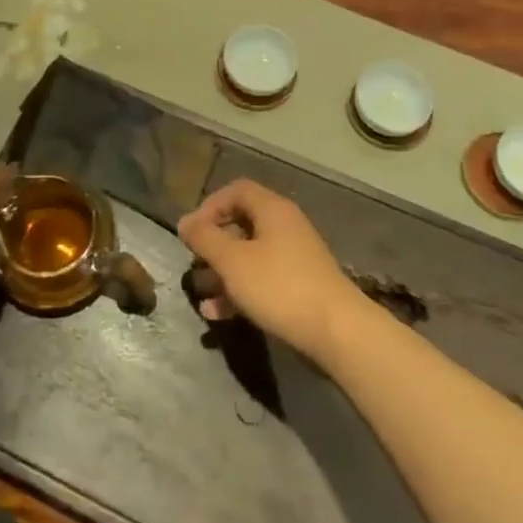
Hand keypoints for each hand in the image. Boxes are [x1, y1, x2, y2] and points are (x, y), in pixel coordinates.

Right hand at [176, 179, 366, 363]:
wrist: (336, 332)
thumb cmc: (279, 287)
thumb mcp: (233, 261)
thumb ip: (205, 239)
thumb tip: (185, 222)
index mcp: (272, 210)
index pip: (236, 191)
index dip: (210, 206)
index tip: (191, 233)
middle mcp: (285, 227)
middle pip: (242, 223)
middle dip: (214, 245)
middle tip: (195, 264)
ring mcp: (295, 258)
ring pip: (250, 256)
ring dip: (223, 273)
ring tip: (202, 295)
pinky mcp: (299, 287)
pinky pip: (262, 279)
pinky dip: (240, 291)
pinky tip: (219, 315)